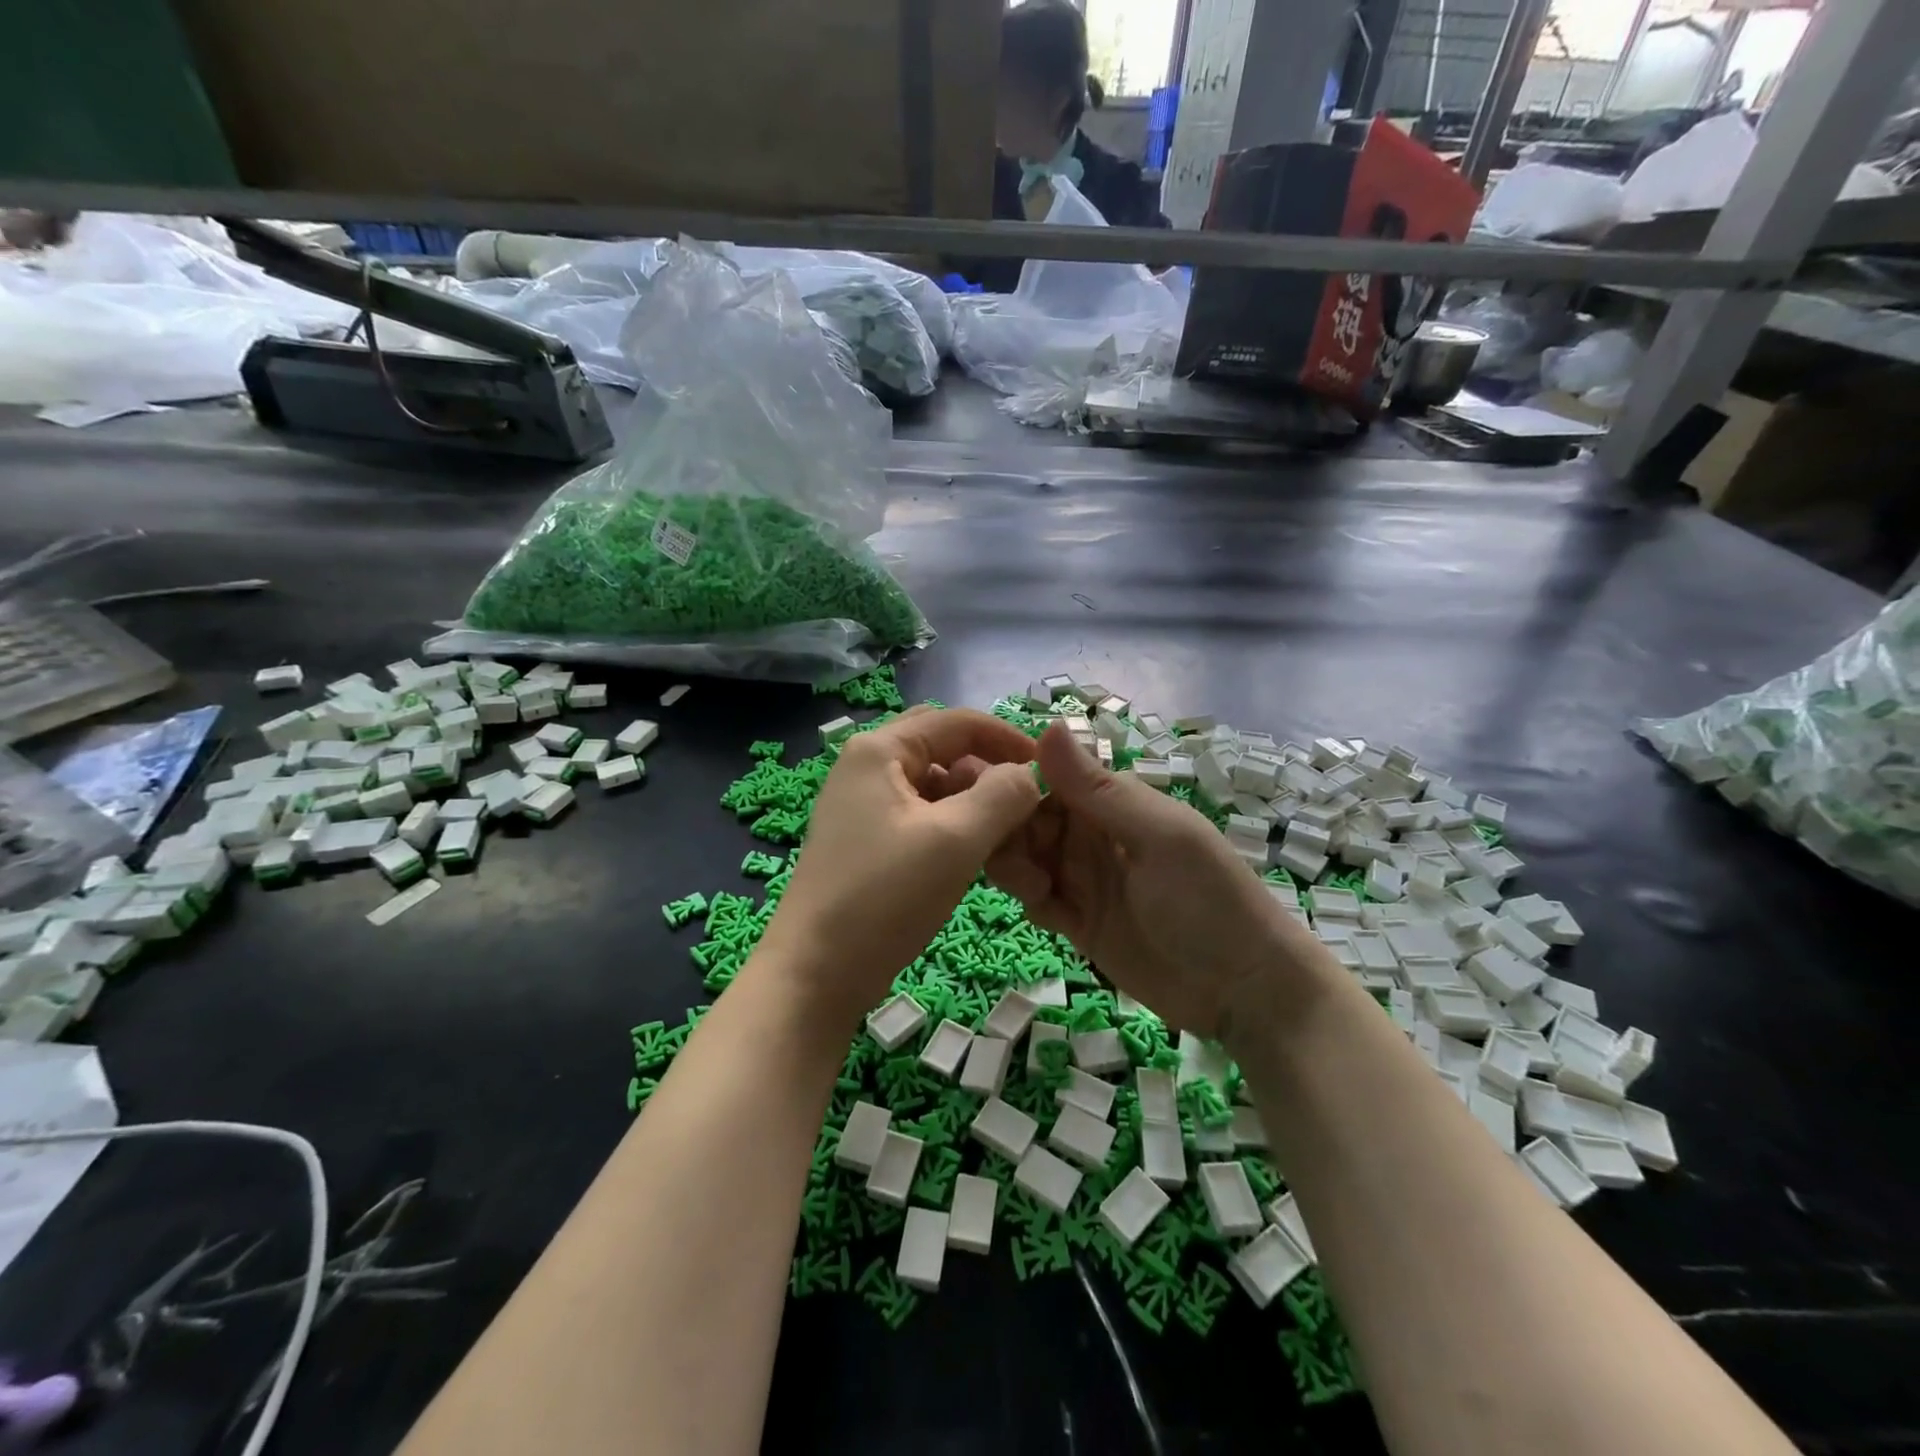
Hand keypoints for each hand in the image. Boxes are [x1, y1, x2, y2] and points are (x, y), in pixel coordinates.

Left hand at [759, 707, 1041, 1021]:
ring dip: (972, 799)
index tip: (1049, 770)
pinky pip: (920, 815)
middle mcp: (866, 765)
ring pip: (933, 784)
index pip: (957, 722)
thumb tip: (1030, 774)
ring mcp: (862, 804)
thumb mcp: (955, 840)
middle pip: (943, 748)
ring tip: (1005, 834)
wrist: (815, 974)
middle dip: (988, 768)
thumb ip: (1003, 795)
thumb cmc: (885, 897)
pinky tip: (974, 853)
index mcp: (879, 749)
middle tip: (1024, 801)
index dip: (1008, 738)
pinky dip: (952, 824)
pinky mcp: (866, 839)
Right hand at [986, 724, 1330, 1039]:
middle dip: (1007, 828)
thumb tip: (1049, 724)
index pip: (1047, 778)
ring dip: (1014, 865)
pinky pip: (1039, 900)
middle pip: (1029, 819)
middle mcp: (1092, 835)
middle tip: (998, 851)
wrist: (1245, 991)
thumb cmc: (1208, 899)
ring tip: (1030, 886)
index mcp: (1112, 802)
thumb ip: (1099, 789)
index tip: (980, 793)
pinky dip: (1030, 898)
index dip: (1013, 783)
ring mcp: (1085, 880)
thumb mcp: (1159, 836)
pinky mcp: (1080, 923)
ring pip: (1027, 858)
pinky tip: (1042, 908)